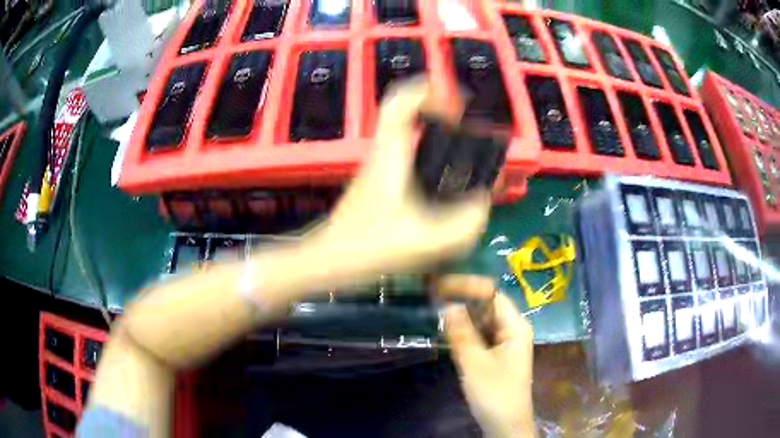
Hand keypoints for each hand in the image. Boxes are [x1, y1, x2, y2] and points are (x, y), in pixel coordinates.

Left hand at [312, 78, 491, 278]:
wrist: (328, 261)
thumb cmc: (369, 248)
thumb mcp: (426, 242)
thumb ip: (464, 224)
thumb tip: (483, 202)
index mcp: (390, 154)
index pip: (401, 102)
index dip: (430, 92)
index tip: (459, 108)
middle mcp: (383, 153)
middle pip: (406, 112)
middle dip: (439, 110)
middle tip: (467, 127)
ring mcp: (379, 167)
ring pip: (407, 133)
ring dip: (435, 133)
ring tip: (465, 153)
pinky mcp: (379, 183)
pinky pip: (407, 155)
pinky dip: (430, 157)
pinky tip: (446, 185)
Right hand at [438, 275, 534, 437]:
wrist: (505, 425)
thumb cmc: (495, 394)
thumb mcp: (475, 364)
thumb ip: (461, 333)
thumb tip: (448, 304)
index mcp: (515, 326)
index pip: (491, 294)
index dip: (467, 286)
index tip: (439, 285)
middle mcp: (512, 329)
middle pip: (486, 306)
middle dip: (461, 299)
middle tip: (431, 295)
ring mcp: (504, 342)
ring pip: (481, 321)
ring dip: (460, 316)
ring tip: (434, 308)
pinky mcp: (495, 355)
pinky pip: (479, 335)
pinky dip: (463, 331)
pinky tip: (445, 330)